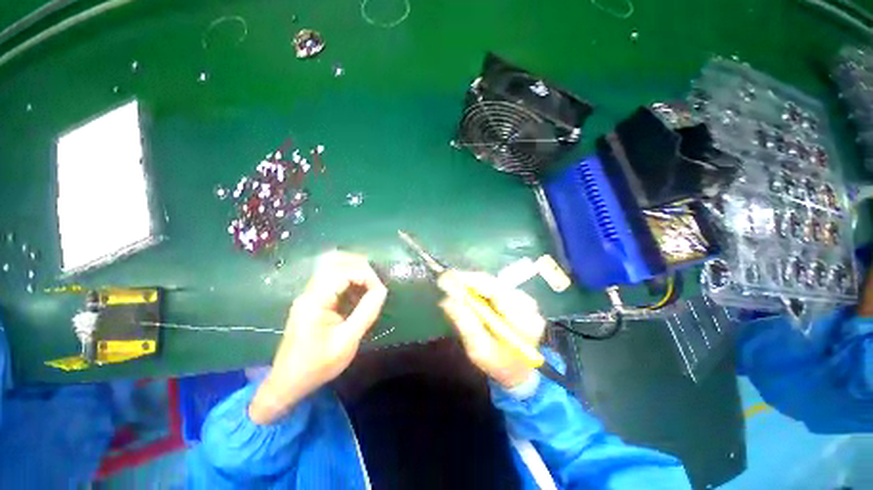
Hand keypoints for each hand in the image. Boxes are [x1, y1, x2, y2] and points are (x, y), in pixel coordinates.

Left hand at [249, 251, 387, 423]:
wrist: (288, 382)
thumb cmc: (317, 366)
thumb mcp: (347, 342)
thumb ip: (366, 314)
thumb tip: (382, 291)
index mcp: (315, 301)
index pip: (343, 272)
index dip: (366, 275)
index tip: (380, 290)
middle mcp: (310, 292)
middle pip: (335, 261)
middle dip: (360, 266)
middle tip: (376, 281)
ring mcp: (309, 294)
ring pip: (332, 266)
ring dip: (354, 269)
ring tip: (371, 282)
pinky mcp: (312, 299)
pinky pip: (332, 278)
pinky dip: (349, 278)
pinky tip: (359, 289)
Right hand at [438, 271, 545, 388]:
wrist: (520, 370)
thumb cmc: (499, 364)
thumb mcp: (479, 350)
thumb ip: (465, 324)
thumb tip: (446, 300)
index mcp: (523, 322)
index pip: (496, 293)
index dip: (470, 282)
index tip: (447, 278)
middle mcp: (528, 306)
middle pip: (494, 284)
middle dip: (468, 281)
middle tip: (444, 280)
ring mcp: (525, 300)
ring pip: (493, 283)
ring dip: (472, 284)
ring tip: (453, 287)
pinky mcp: (520, 297)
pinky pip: (495, 287)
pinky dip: (479, 288)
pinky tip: (468, 293)